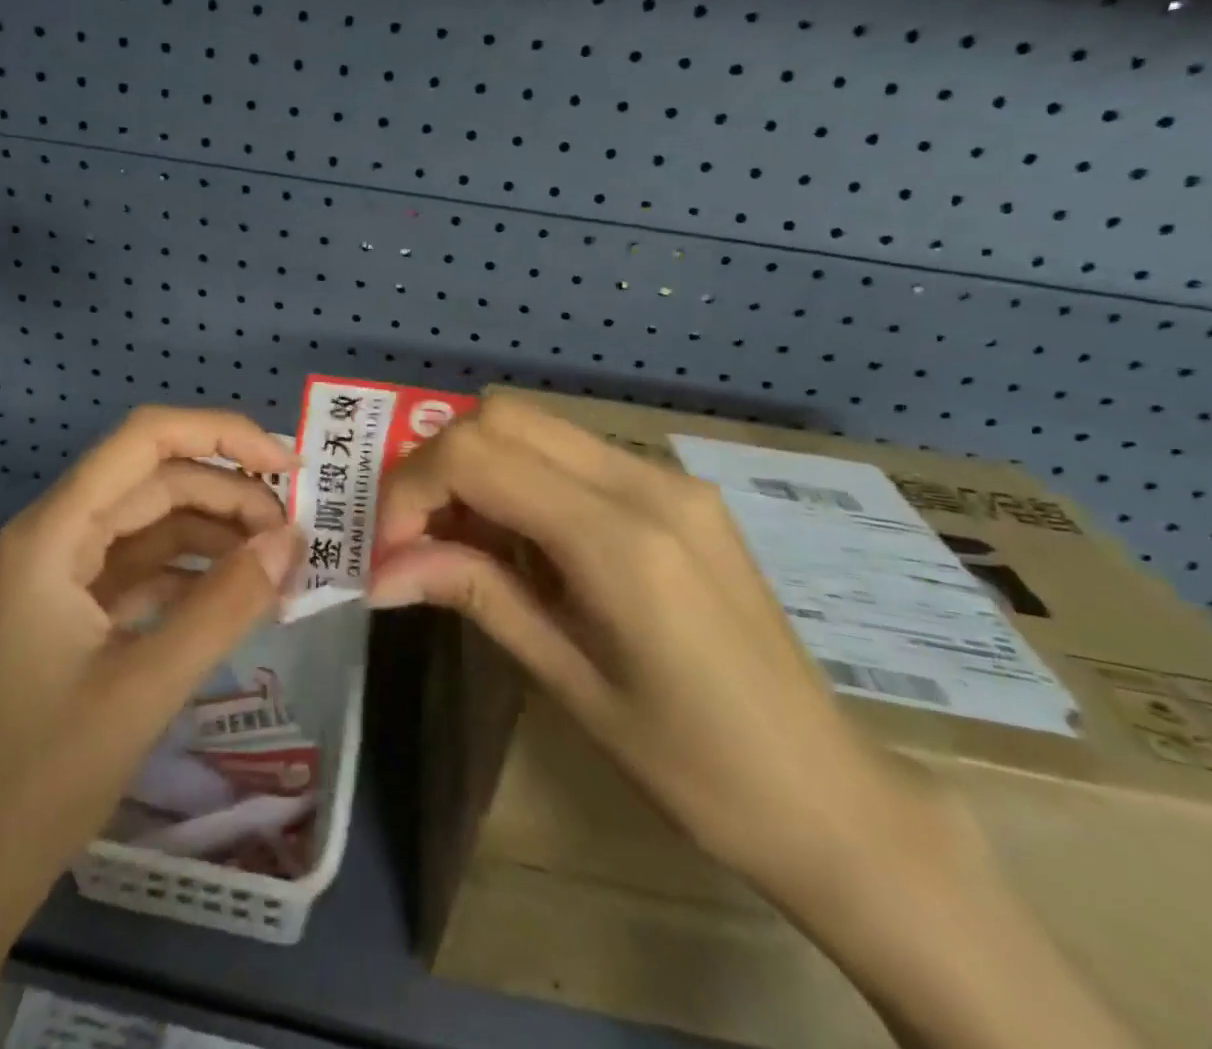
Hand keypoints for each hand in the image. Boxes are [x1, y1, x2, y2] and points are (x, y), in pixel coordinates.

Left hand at [0, 408, 299, 1048]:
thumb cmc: (40, 777)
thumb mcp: (145, 686)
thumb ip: (225, 605)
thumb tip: (292, 540)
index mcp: (55, 532)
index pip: (145, 438)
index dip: (221, 435)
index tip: (288, 466)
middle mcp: (58, 536)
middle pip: (157, 480)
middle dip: (231, 496)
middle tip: (297, 537)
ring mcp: (67, 576)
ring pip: (157, 524)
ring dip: (219, 535)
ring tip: (279, 567)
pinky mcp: (79, 615)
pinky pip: (149, 570)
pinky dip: (197, 575)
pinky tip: (240, 597)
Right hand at [369, 391, 913, 894]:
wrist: (829, 796)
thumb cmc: (695, 769)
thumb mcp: (569, 683)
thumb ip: (477, 596)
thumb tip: (381, 571)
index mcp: (620, 540)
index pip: (477, 456)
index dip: (411, 491)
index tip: (391, 553)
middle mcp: (646, 483)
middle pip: (501, 416)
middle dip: (438, 466)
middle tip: (419, 540)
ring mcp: (669, 478)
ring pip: (535, 425)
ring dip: (479, 468)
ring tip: (466, 545)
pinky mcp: (678, 490)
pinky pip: (573, 453)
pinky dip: (522, 477)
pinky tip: (524, 544)